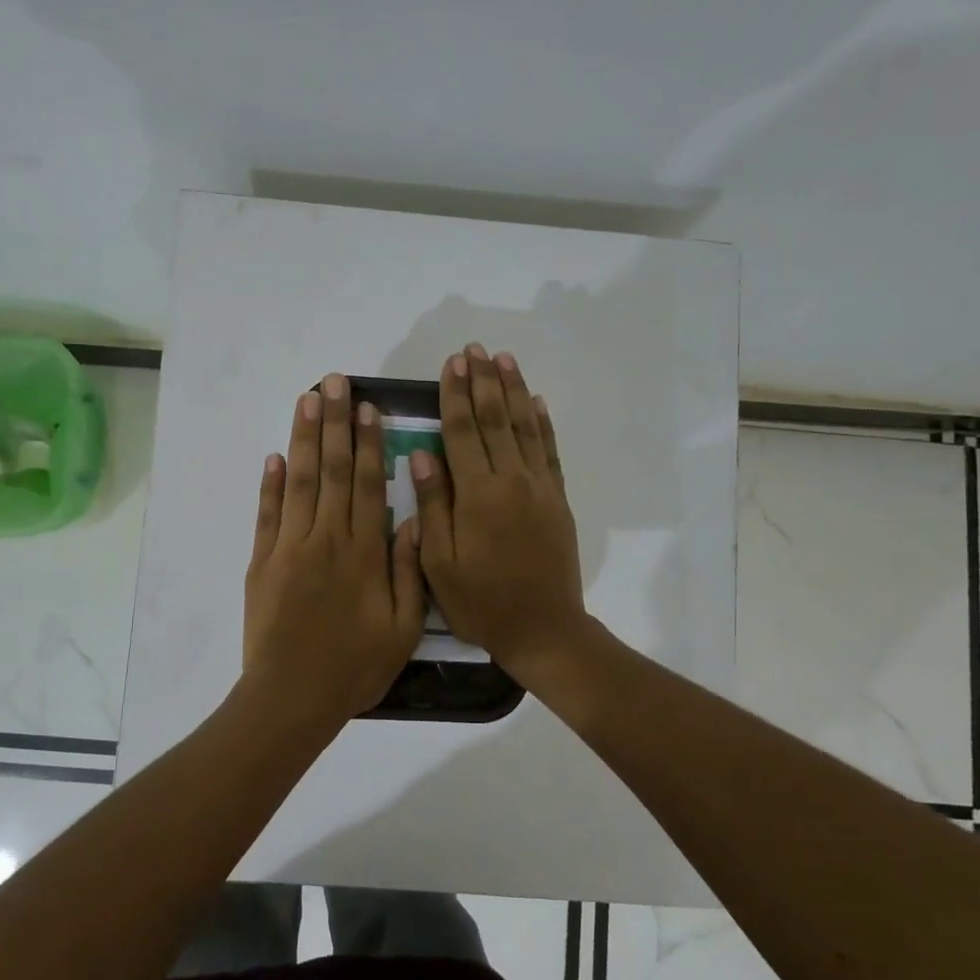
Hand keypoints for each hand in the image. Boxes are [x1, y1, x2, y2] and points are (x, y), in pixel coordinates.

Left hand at [243, 374, 425, 723]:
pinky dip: (269, 484)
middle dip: (333, 422)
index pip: (365, 483)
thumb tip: (413, 517)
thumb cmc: (355, 667)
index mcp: (363, 552)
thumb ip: (409, 570)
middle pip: (330, 470)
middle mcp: (325, 539)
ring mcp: (288, 548)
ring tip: (306, 400)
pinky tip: (274, 456)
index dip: (366, 442)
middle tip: (333, 382)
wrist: (292, 697)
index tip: (366, 407)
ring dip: (302, 439)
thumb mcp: (402, 627)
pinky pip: (266, 515)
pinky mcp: (261, 563)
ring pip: (297, 482)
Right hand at [410, 345, 589, 685]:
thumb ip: (433, 506)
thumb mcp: (439, 564)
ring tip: (504, 359)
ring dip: (514, 390)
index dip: (455, 395)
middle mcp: (512, 481)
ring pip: (525, 427)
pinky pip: (549, 451)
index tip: (452, 364)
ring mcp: (540, 488)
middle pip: (496, 419)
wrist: (544, 630)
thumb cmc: (481, 602)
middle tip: (475, 349)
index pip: (463, 432)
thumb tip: (422, 456)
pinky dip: (543, 423)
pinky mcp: (558, 500)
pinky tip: (537, 401)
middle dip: (483, 382)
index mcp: (478, 495)